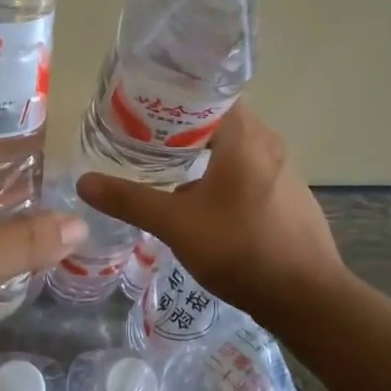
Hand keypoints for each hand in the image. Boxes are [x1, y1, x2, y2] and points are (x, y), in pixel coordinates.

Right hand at [76, 102, 343, 323]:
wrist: (307, 298)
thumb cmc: (239, 248)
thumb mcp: (175, 224)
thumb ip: (129, 200)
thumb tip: (83, 182)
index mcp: (244, 135)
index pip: (207, 92)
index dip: (173, 96)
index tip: (141, 107)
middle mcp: (268, 142)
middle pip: (219, 119)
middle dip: (180, 128)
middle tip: (142, 139)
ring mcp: (284, 170)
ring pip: (235, 147)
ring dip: (202, 153)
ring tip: (164, 168)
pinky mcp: (290, 197)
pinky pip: (250, 171)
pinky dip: (223, 175)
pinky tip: (201, 202)